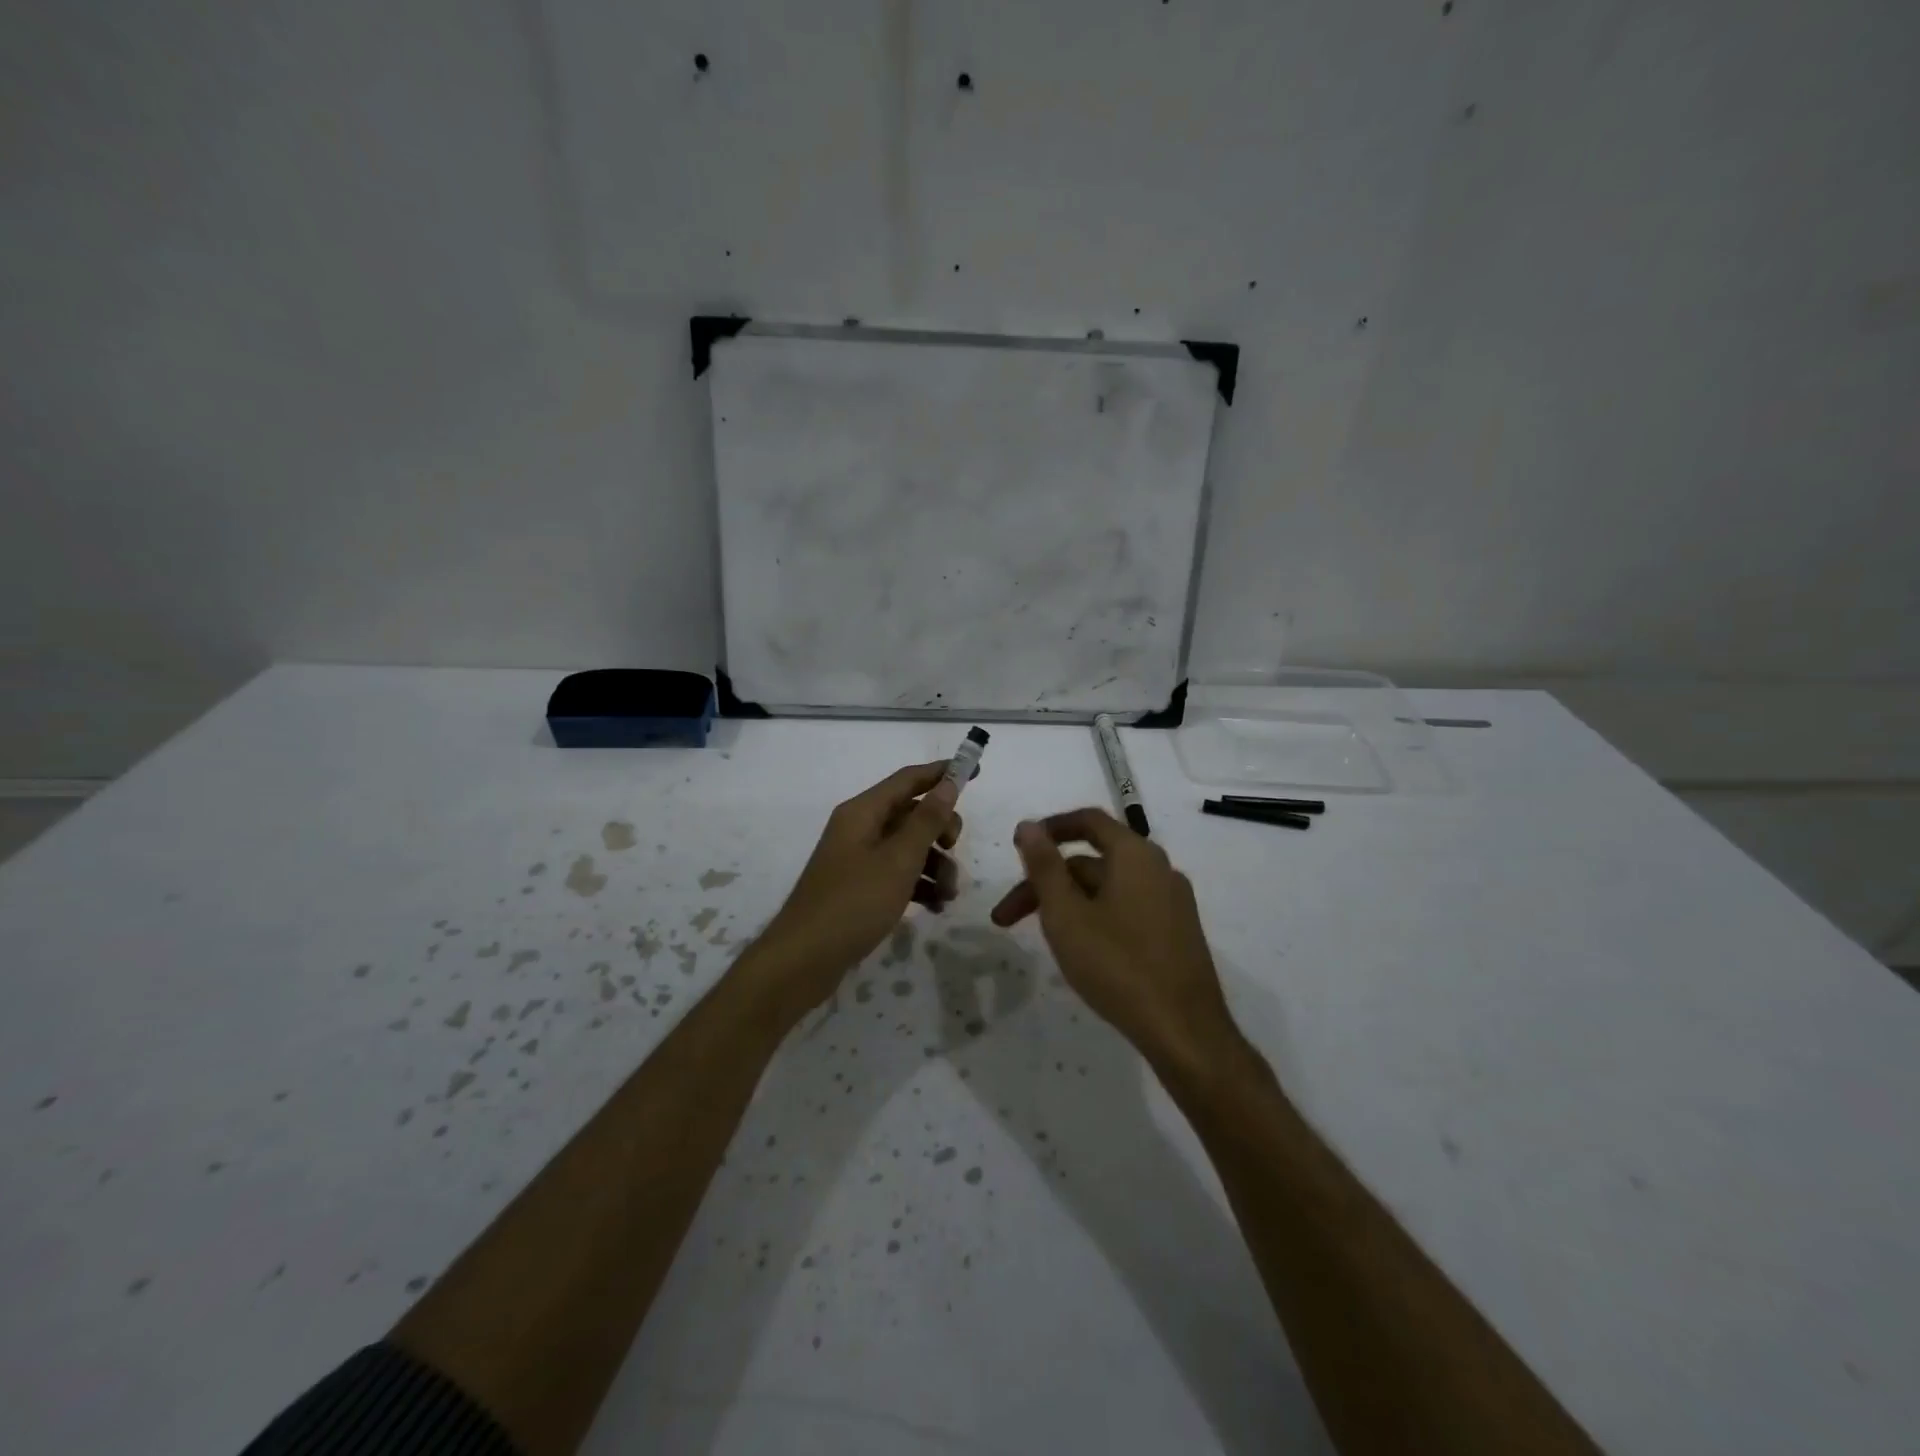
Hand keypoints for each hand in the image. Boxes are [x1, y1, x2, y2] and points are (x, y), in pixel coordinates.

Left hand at [752, 762, 961, 1020]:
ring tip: (948, 895)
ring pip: (909, 847)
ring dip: (935, 865)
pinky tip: (935, 907)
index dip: (942, 773)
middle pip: (912, 814)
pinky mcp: (860, 887)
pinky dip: (919, 885)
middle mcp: (860, 828)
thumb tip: (948, 784)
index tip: (975, 771)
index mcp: (863, 812)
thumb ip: (926, 821)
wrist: (804, 960)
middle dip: (941, 831)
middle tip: (954, 850)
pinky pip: (898, 874)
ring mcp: (858, 859)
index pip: (908, 779)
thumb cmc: (853, 903)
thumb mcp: (898, 861)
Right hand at [990, 808, 1239, 1077]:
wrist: (1184, 1030)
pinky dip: (1095, 916)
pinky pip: (1127, 908)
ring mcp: (1172, 902)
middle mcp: (1158, 869)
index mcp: (1135, 855)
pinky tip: (1080, 949)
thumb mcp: (1067, 914)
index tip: (1018, 846)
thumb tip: (1028, 825)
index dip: (1050, 828)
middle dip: (1046, 882)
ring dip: (1068, 903)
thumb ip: (1044, 866)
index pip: (1088, 821)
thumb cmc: (1117, 965)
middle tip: (1006, 918)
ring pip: (1108, 889)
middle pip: (1092, 862)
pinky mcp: (1176, 933)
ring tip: (1040, 937)